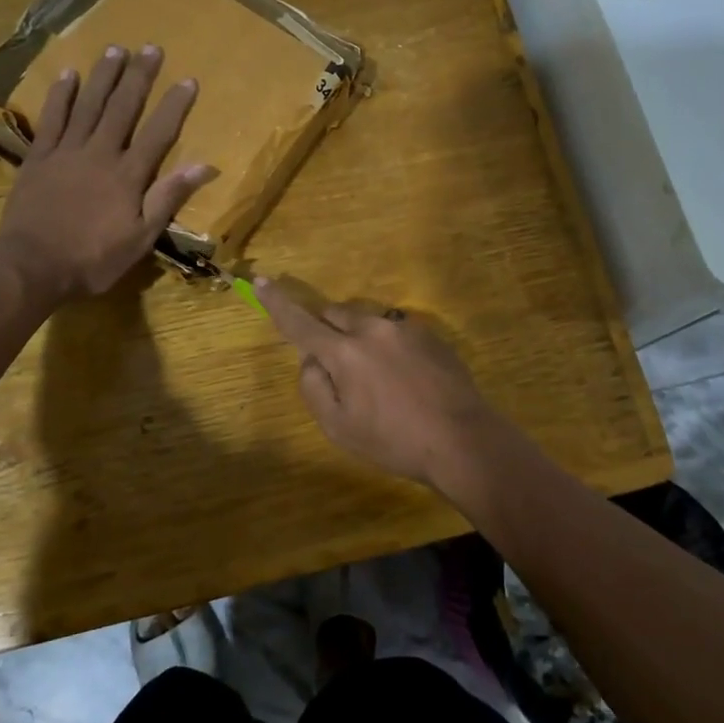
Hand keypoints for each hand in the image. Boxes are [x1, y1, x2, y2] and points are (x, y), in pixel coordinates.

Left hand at [0, 45, 213, 303]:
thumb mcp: (140, 238)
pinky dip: (61, 96)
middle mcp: (100, 153)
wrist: (32, 266)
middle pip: (123, 108)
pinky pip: (52, 119)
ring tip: (115, 49)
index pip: (158, 133)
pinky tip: (69, 75)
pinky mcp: (39, 157)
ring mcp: (66, 152)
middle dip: (139, 77)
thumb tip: (204, 166)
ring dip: (103, 76)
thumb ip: (168, 198)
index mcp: (128, 176)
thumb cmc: (93, 259)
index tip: (188, 80)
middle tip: (151, 48)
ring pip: (89, 105)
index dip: (174, 106)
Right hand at [255, 280, 526, 498]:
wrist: (462, 440)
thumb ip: (314, 388)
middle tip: (338, 369)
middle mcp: (372, 329)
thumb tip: (311, 361)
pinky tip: (406, 379)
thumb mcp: (339, 428)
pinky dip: (388, 346)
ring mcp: (405, 328)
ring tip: (380, 380)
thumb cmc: (394, 441)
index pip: (300, 322)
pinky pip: (395, 331)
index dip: (277, 303)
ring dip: (360, 339)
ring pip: (367, 321)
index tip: (261, 281)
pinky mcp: (430, 335)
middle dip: (327, 331)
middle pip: (335, 314)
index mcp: (344, 352)